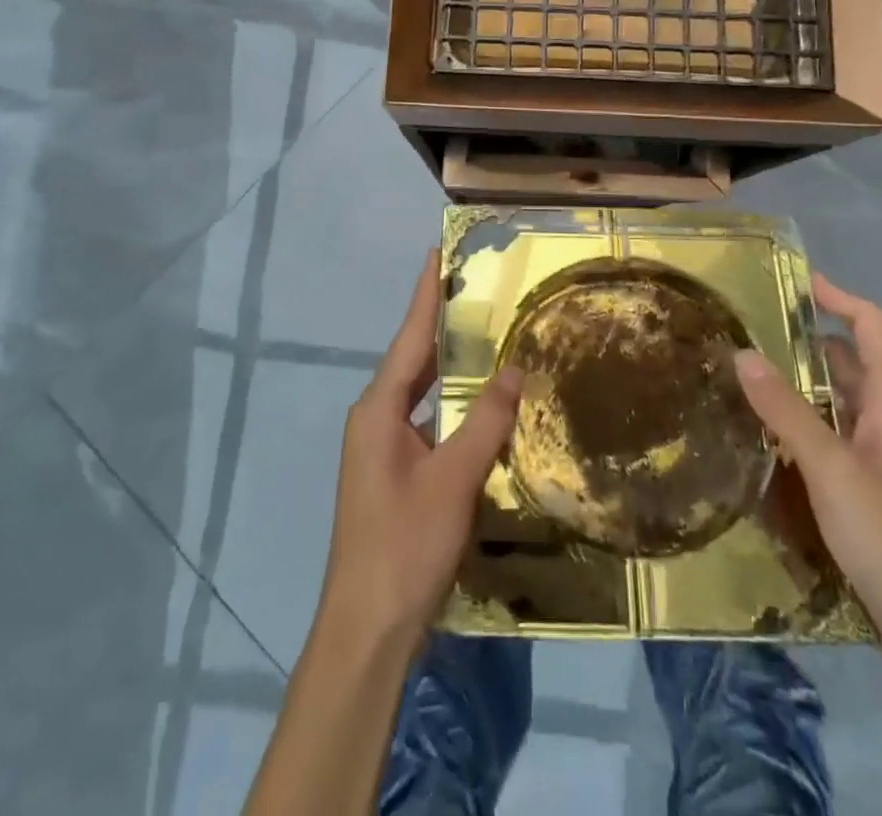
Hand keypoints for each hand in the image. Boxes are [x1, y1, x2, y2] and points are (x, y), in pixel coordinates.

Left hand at [317, 250, 523, 651]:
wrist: (368, 628)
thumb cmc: (405, 544)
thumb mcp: (453, 479)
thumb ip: (485, 421)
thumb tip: (514, 369)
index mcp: (378, 409)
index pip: (409, 336)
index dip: (426, 294)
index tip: (436, 253)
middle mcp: (375, 419)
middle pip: (412, 359)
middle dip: (441, 323)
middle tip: (475, 288)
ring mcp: (381, 448)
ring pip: (420, 392)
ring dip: (448, 366)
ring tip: (483, 334)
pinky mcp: (394, 473)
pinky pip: (426, 422)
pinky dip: (450, 406)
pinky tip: (478, 405)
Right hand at [735, 273, 881, 657]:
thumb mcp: (830, 469)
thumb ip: (786, 411)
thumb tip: (743, 353)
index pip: (874, 330)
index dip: (840, 299)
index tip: (798, 284)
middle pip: (852, 363)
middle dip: (808, 341)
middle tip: (753, 331)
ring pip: (839, 402)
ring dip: (802, 383)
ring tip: (748, 375)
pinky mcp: (870, 487)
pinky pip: (833, 435)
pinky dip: (803, 421)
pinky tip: (768, 434)